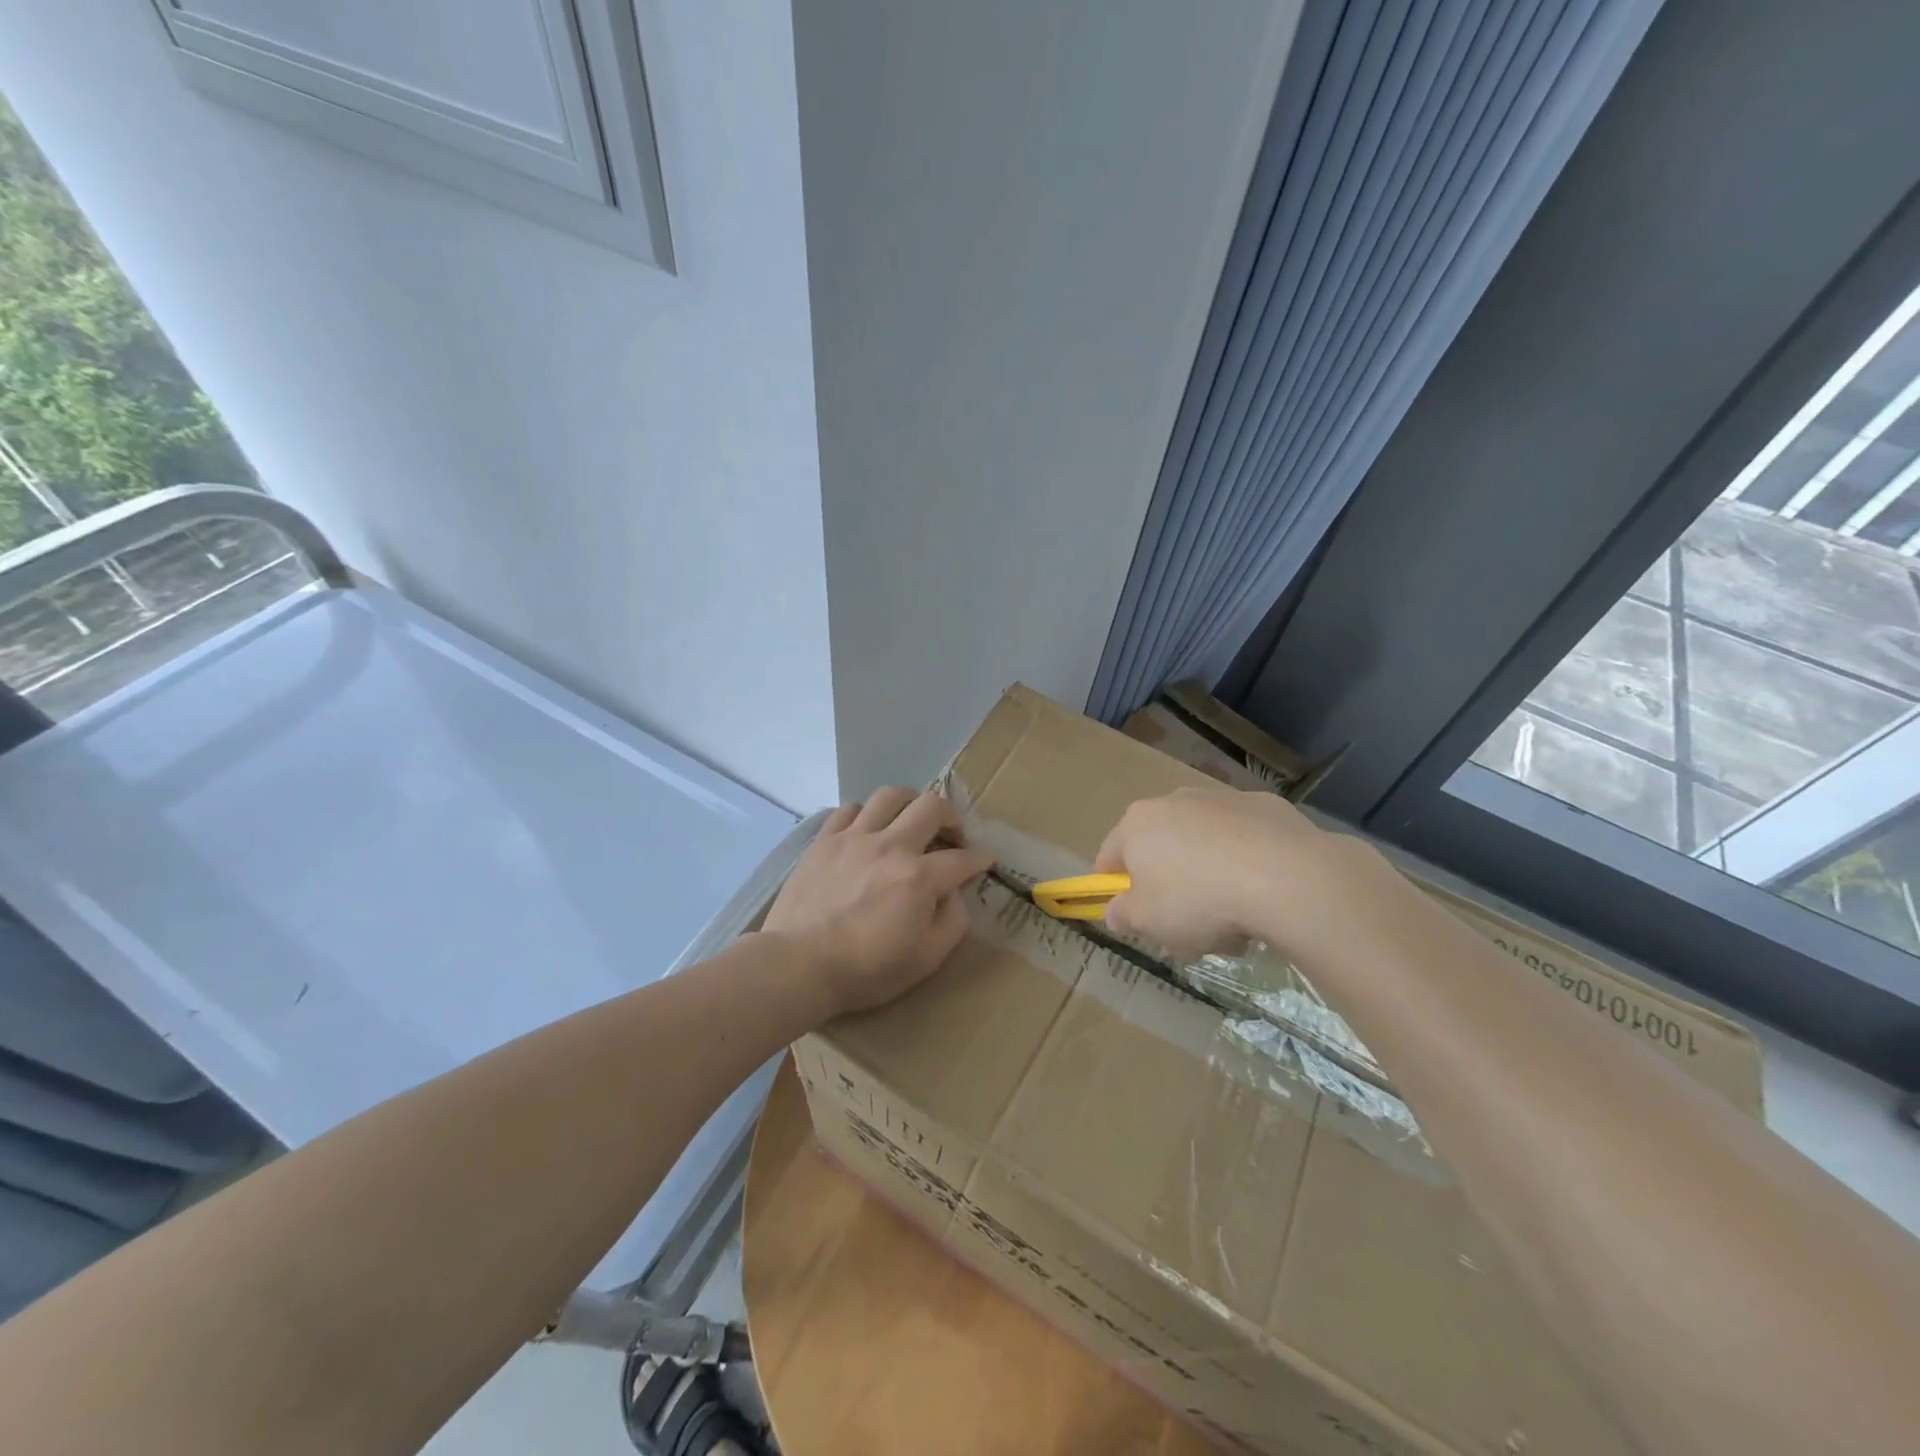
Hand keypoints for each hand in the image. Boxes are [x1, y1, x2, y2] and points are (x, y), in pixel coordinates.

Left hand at [762, 788, 995, 1017]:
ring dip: (910, 804)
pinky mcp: (825, 840)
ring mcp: (854, 838)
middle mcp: (891, 846)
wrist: (799, 965)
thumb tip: (954, 892)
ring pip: (891, 796)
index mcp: (919, 878)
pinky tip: (868, 830)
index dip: (980, 859)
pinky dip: (867, 814)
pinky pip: (851, 809)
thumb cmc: (866, 970)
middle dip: (952, 816)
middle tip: (952, 834)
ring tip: (911, 821)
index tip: (985, 860)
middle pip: (932, 806)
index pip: (962, 858)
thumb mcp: (926, 958)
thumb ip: (952, 920)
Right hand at [1095, 786, 1382, 961]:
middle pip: (1159, 849)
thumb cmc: (1198, 900)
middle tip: (1186, 927)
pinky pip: (1244, 840)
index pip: (1110, 857)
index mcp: (1137, 823)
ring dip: (1208, 875)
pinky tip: (1263, 894)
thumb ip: (1122, 915)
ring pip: (1203, 844)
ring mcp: (1221, 799)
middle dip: (1168, 886)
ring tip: (1233, 920)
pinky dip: (1246, 863)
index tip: (1132, 918)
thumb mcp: (1146, 922)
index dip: (1115, 890)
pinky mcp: (1265, 805)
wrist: (1286, 877)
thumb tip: (1116, 910)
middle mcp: (1174, 800)